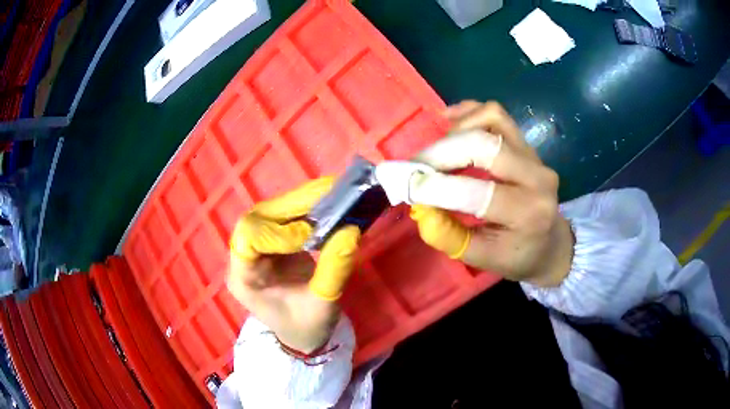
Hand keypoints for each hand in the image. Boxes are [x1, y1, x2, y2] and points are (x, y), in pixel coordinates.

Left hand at [227, 178, 360, 352]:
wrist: (302, 336)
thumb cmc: (307, 327)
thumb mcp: (323, 305)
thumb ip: (334, 268)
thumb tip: (351, 230)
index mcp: (244, 279)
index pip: (248, 239)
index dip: (278, 232)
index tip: (311, 235)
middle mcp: (243, 258)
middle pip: (257, 218)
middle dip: (291, 206)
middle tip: (326, 196)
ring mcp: (255, 249)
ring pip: (270, 212)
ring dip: (299, 202)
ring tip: (329, 193)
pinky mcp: (271, 243)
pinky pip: (282, 217)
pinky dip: (303, 208)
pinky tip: (324, 203)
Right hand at [409, 101, 573, 286]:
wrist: (550, 243)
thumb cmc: (517, 256)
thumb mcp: (483, 259)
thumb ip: (450, 237)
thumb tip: (420, 208)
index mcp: (528, 213)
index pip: (480, 193)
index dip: (438, 188)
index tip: (408, 187)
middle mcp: (537, 177)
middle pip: (485, 145)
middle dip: (442, 152)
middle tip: (417, 166)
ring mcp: (534, 155)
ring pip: (492, 118)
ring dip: (455, 130)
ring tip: (437, 151)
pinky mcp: (527, 143)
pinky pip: (496, 115)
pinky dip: (468, 113)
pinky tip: (449, 122)